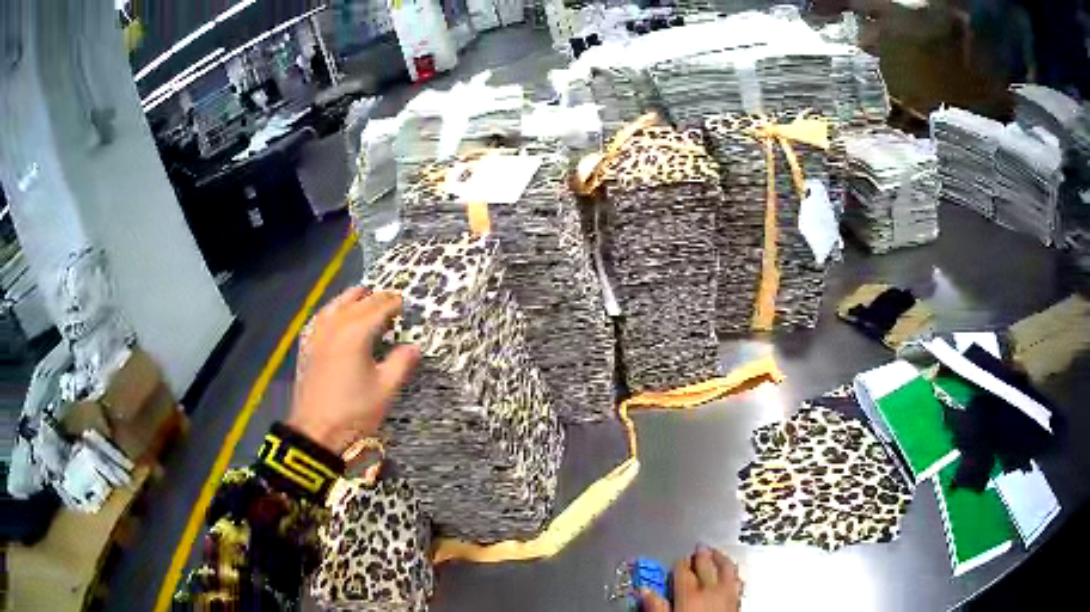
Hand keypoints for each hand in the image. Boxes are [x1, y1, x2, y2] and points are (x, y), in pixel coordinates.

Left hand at [287, 287, 419, 453]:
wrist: (316, 432)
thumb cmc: (354, 412)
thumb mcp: (386, 389)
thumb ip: (401, 363)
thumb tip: (414, 347)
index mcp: (356, 333)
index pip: (378, 307)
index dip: (394, 303)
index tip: (405, 303)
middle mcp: (335, 326)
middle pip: (357, 302)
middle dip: (375, 298)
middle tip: (391, 300)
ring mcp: (317, 335)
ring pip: (335, 305)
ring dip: (351, 298)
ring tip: (363, 297)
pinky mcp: (307, 347)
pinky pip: (320, 318)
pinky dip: (332, 310)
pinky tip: (334, 316)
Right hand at [641, 546, 742, 611]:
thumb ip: (656, 607)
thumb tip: (644, 591)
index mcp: (689, 594)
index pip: (682, 572)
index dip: (679, 564)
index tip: (677, 560)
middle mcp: (711, 591)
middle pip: (706, 566)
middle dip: (702, 555)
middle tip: (698, 548)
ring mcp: (728, 595)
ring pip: (727, 569)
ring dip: (722, 559)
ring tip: (718, 553)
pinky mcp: (738, 602)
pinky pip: (737, 581)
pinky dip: (733, 574)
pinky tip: (732, 575)